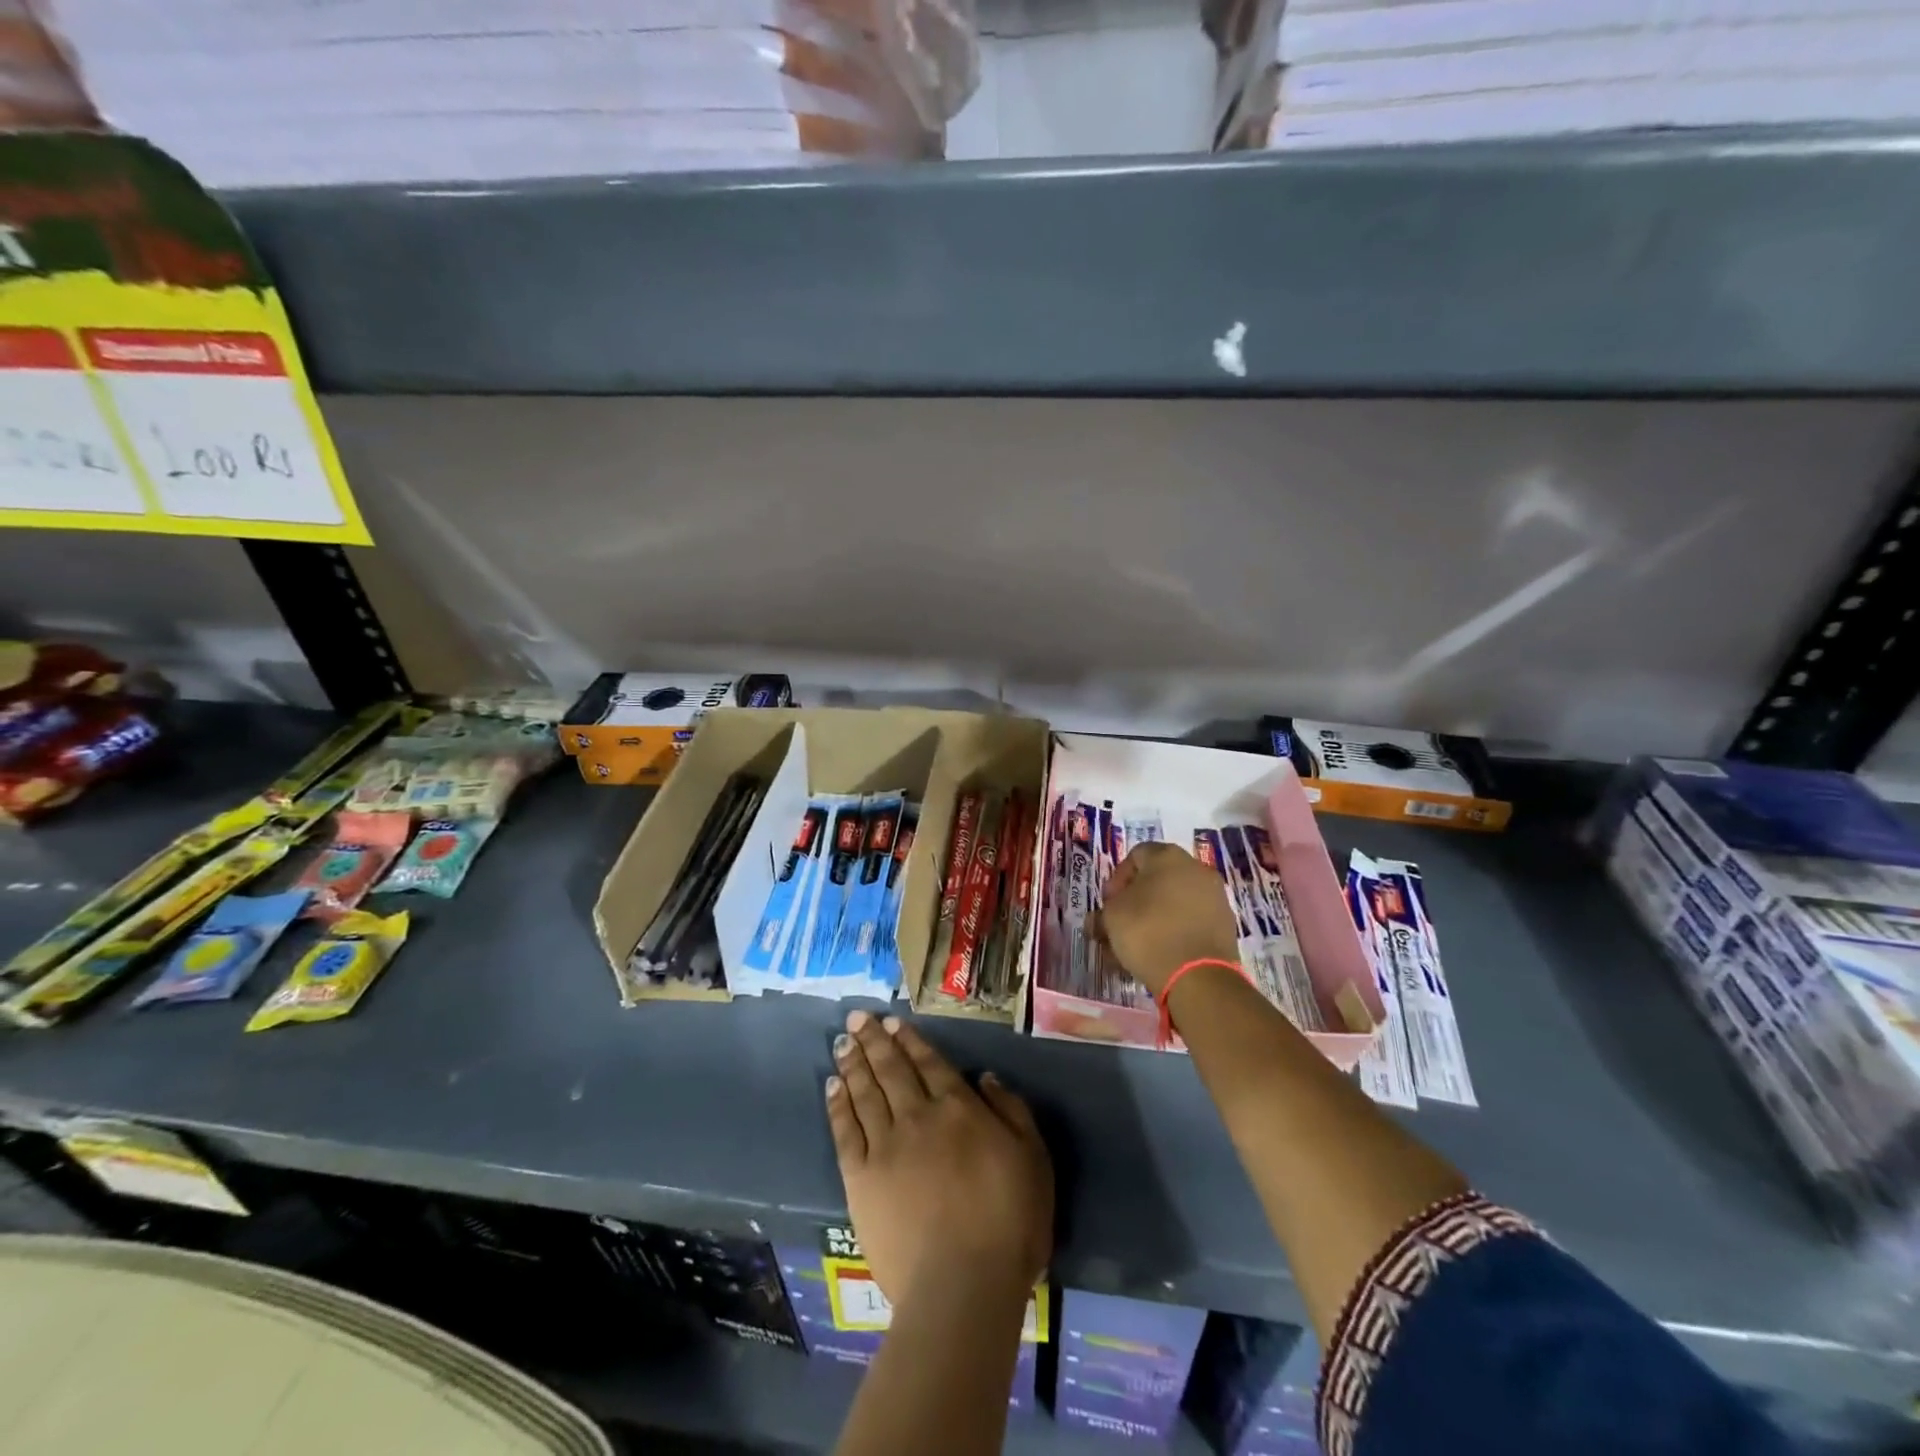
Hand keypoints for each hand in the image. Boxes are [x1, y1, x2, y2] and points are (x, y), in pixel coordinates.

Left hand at [826, 1010, 1052, 1306]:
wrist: (963, 1285)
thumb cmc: (1009, 1222)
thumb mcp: (1033, 1158)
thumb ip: (1011, 1111)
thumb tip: (985, 1077)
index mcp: (958, 1108)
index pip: (929, 1063)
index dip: (909, 1040)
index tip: (892, 1021)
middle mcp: (918, 1116)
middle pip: (891, 1070)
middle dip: (873, 1040)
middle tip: (856, 1017)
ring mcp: (886, 1146)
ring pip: (865, 1093)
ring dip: (853, 1063)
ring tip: (842, 1041)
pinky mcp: (861, 1180)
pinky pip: (846, 1132)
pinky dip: (838, 1105)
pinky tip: (832, 1086)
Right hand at [1092, 842, 1240, 997]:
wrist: (1199, 976)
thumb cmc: (1148, 932)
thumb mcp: (1111, 918)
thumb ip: (1103, 912)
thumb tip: (1100, 920)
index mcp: (1167, 856)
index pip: (1135, 856)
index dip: (1117, 879)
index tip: (1109, 904)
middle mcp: (1196, 868)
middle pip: (1157, 879)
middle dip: (1136, 901)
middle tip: (1121, 924)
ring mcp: (1215, 896)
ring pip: (1174, 902)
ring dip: (1154, 917)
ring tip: (1138, 945)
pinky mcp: (1225, 924)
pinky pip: (1191, 921)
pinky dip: (1175, 931)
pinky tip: (1160, 953)